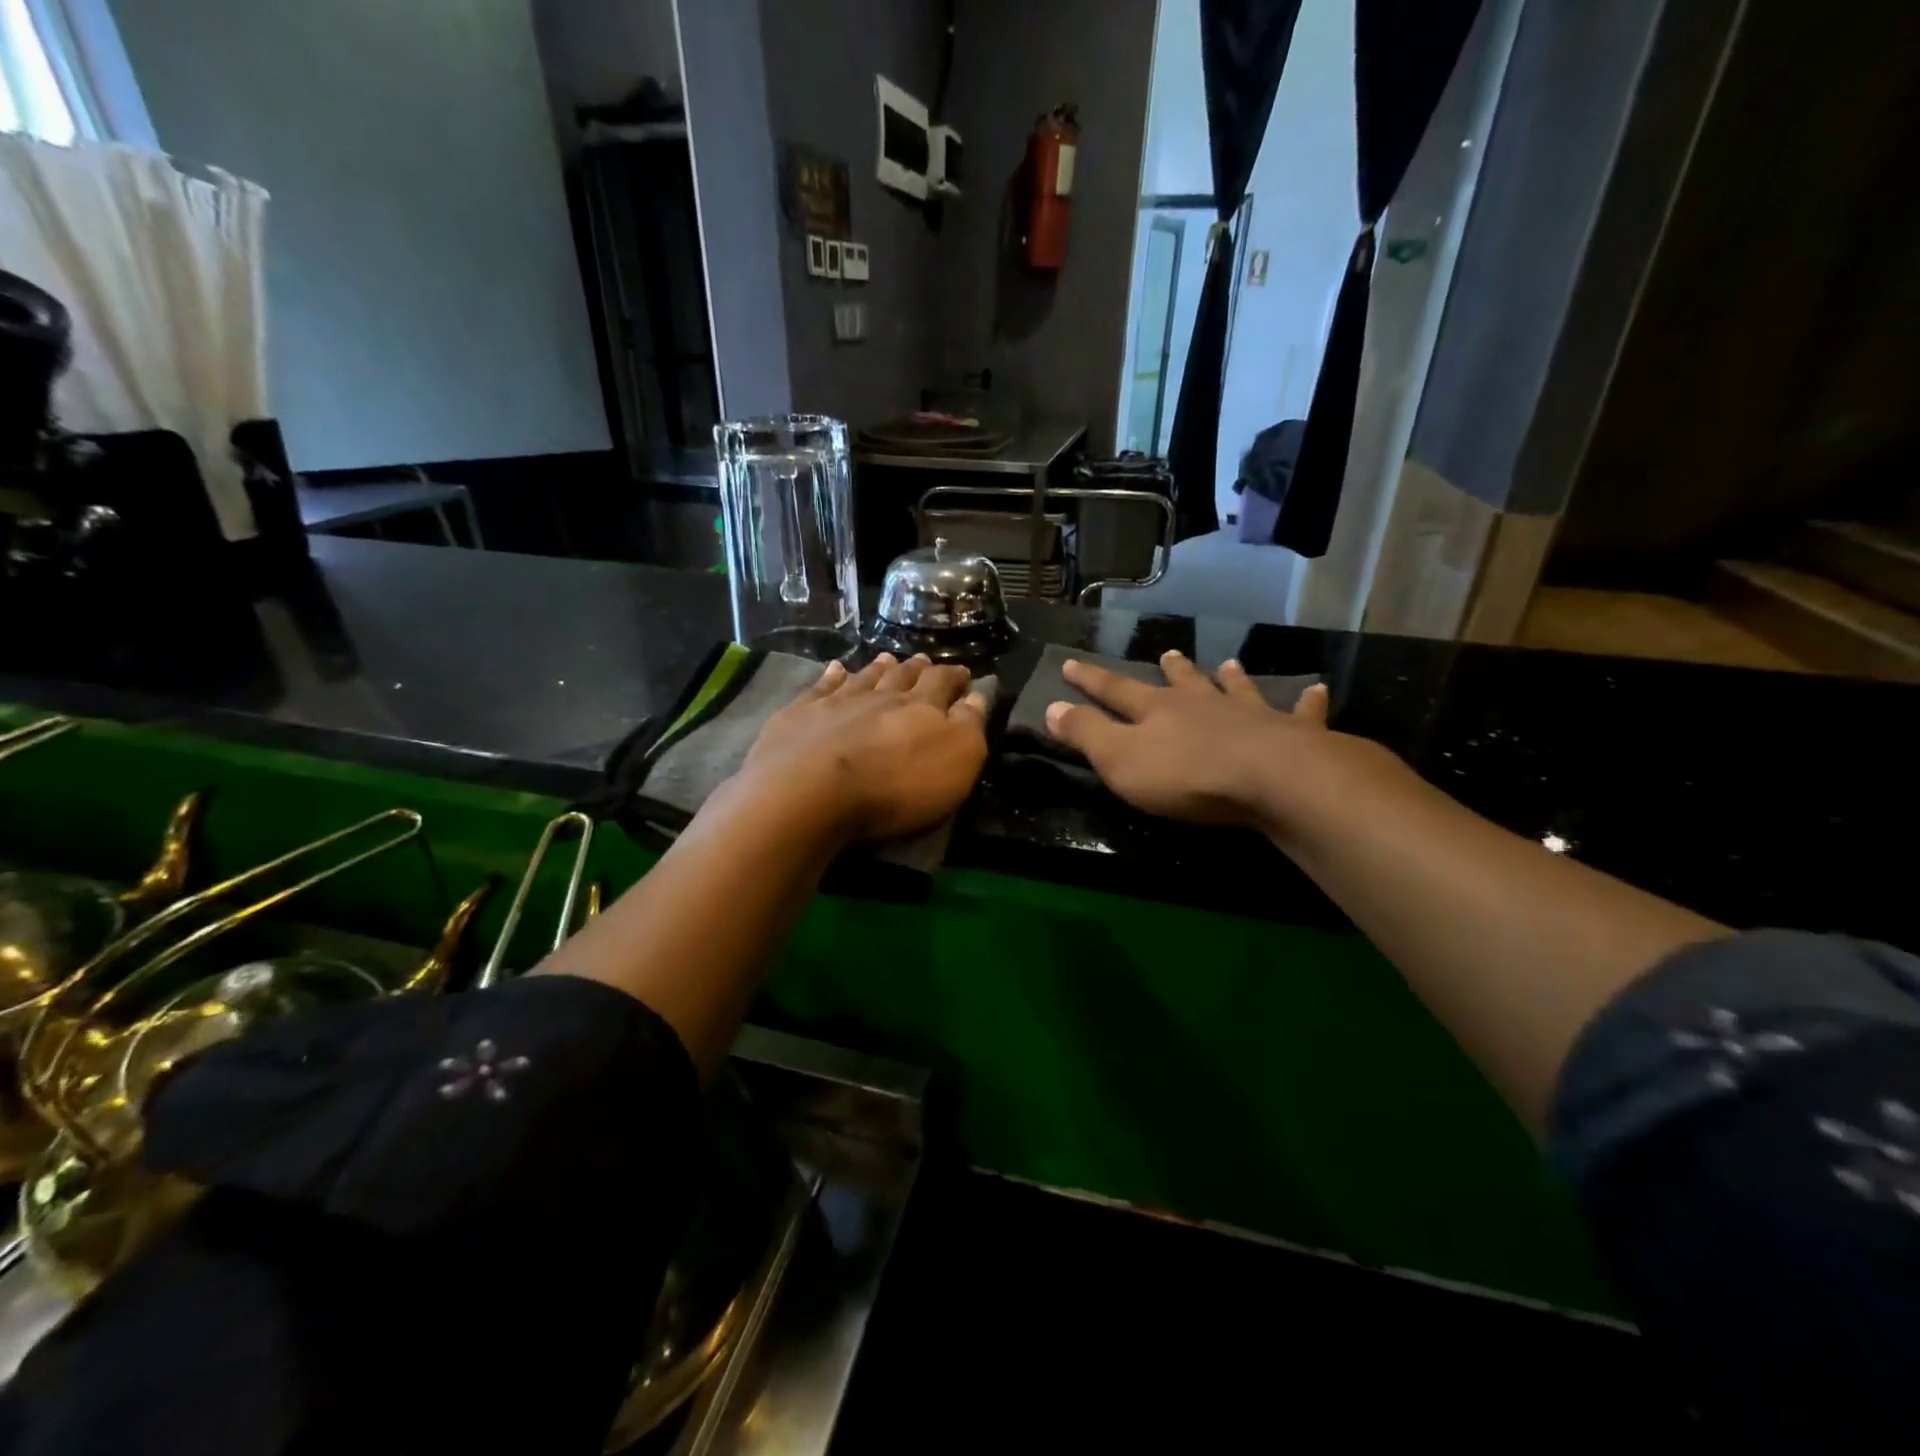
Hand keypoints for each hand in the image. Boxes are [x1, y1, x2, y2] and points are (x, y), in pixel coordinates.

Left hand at [741, 653, 989, 842]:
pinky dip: (831, 677)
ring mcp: (837, 702)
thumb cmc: (896, 785)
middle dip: (917, 669)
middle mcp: (881, 696)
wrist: (811, 790)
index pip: (943, 684)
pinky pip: (820, 688)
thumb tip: (979, 695)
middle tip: (924, 660)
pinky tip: (835, 669)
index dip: (955, 677)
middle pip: (902, 677)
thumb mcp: (956, 761)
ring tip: (887, 658)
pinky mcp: (799, 715)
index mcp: (922, 707)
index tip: (963, 673)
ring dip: (878, 668)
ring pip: (864, 678)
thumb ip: (969, 725)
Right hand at [1044, 651, 1337, 828]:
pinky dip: (1307, 702)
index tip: (1071, 663)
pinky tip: (1316, 690)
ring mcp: (1249, 715)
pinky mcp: (1293, 733)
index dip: (1090, 679)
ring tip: (1228, 664)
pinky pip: (1301, 712)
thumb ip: (1086, 733)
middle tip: (1167, 654)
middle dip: (1170, 670)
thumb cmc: (1186, 776)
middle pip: (1182, 682)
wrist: (1272, 781)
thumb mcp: (1120, 760)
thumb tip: (1050, 707)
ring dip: (1229, 678)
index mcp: (1157, 711)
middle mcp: (1202, 704)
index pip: (1115, 690)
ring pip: (1235, 689)